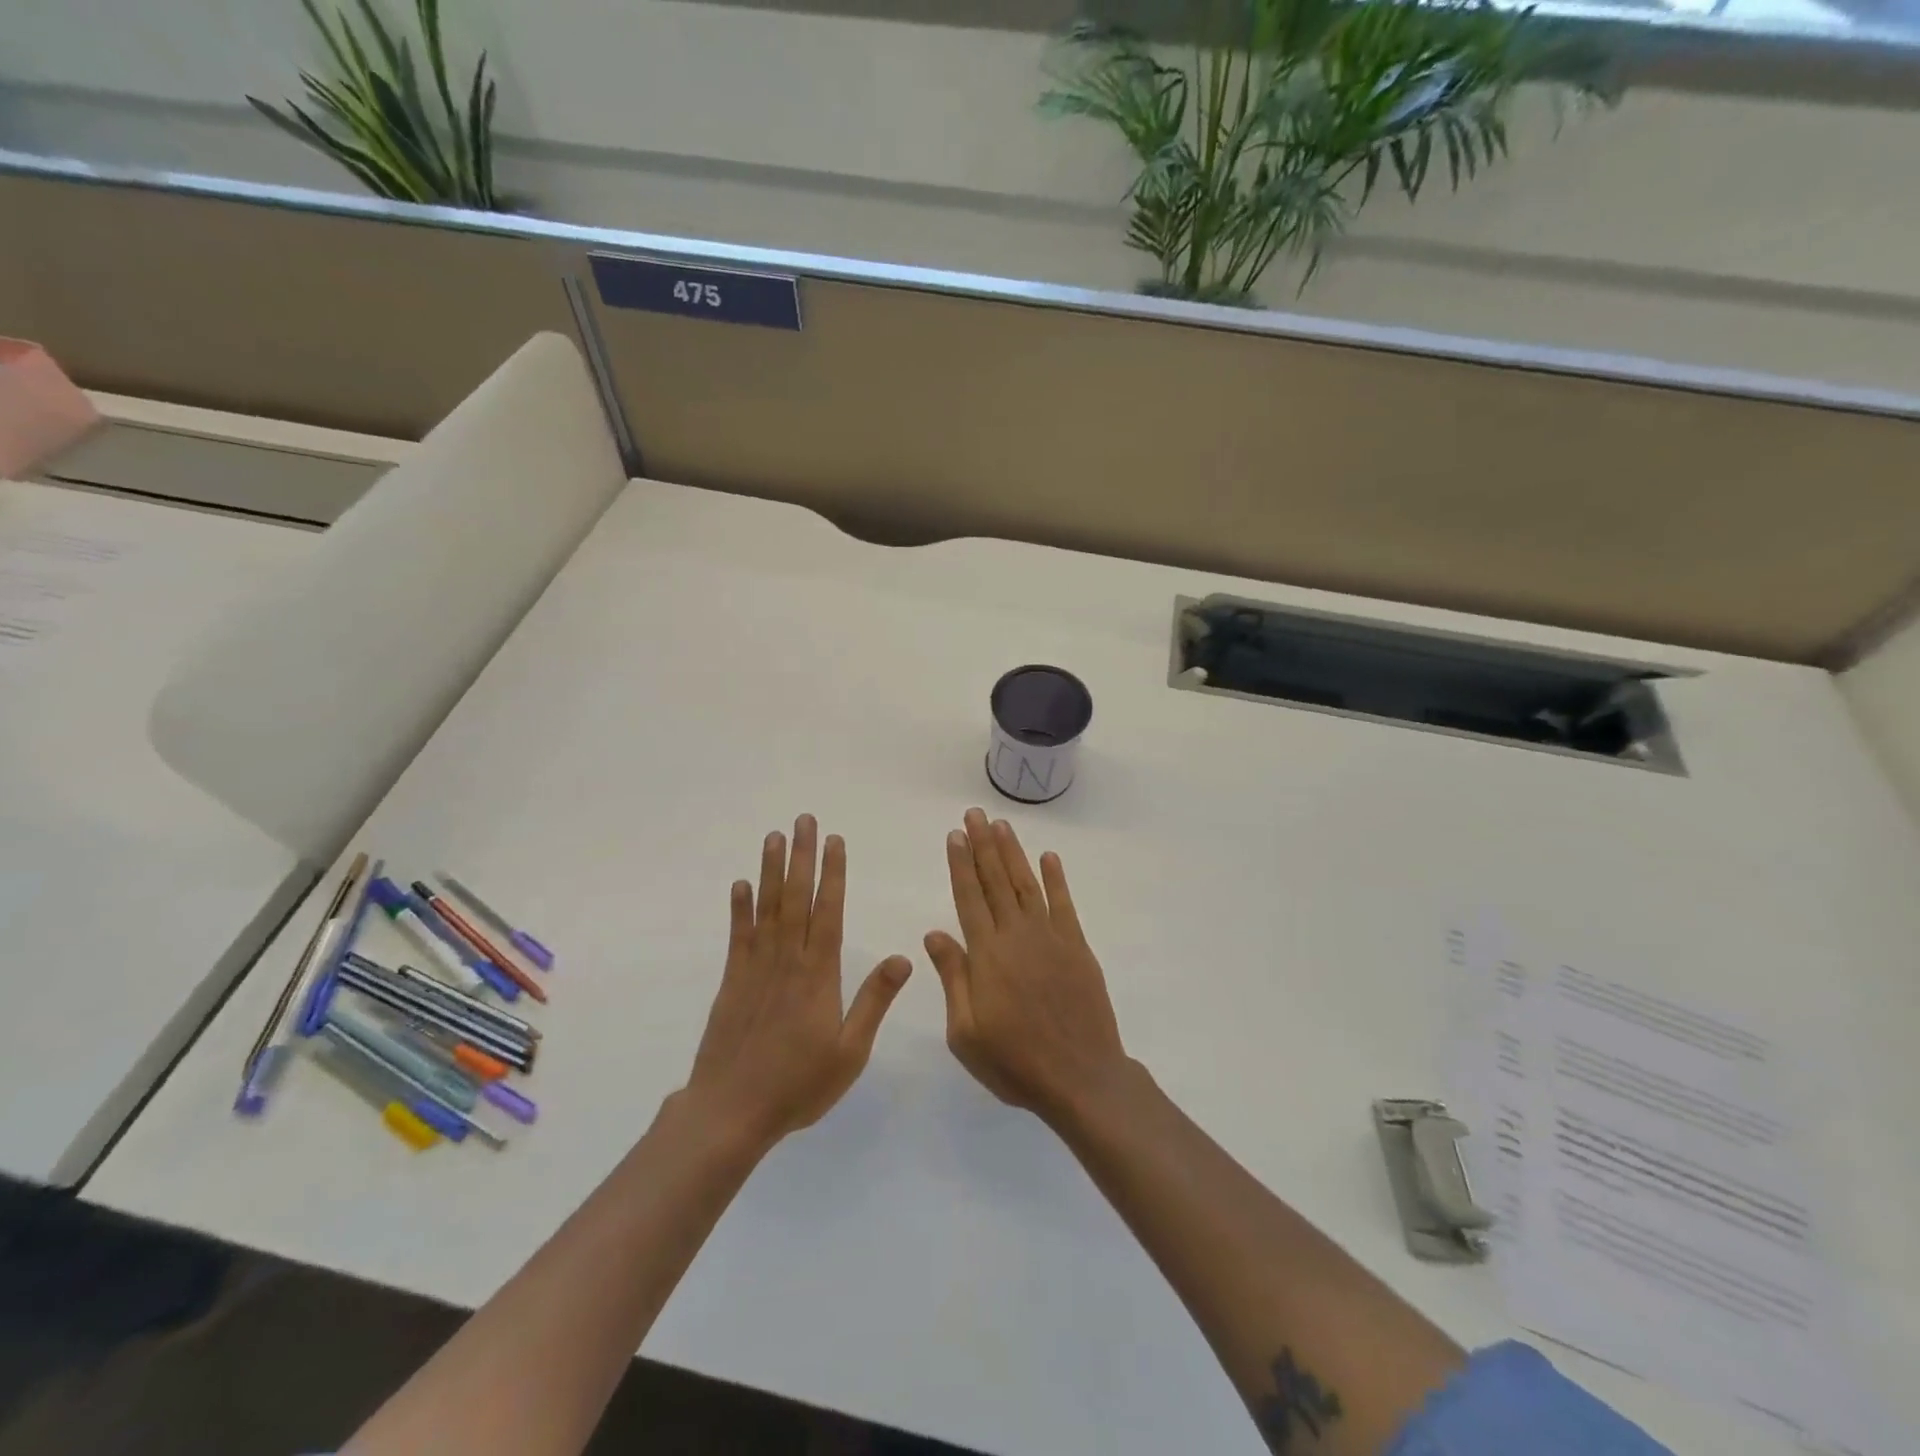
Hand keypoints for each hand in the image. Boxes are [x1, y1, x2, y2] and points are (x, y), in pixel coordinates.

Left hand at [685, 816, 911, 1146]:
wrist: (731, 1111)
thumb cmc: (798, 1084)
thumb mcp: (850, 1051)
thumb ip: (874, 1001)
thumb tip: (903, 958)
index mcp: (818, 974)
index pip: (828, 912)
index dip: (832, 874)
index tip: (835, 841)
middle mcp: (787, 961)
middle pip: (796, 898)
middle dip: (802, 856)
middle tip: (804, 821)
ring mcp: (755, 968)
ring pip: (767, 908)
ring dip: (772, 870)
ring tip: (775, 837)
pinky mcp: (732, 981)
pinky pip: (738, 936)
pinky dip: (740, 908)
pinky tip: (741, 884)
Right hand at [925, 808, 1126, 1123]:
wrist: (1080, 1077)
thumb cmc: (1015, 1062)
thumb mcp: (966, 1032)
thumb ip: (953, 977)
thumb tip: (934, 932)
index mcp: (987, 954)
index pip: (968, 897)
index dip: (960, 864)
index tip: (954, 835)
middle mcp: (1017, 935)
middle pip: (996, 880)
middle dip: (983, 845)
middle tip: (974, 814)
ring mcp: (1050, 938)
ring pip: (1027, 884)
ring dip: (1013, 853)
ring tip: (1002, 825)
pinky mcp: (1077, 947)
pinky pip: (1064, 904)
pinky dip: (1056, 878)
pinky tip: (1049, 857)